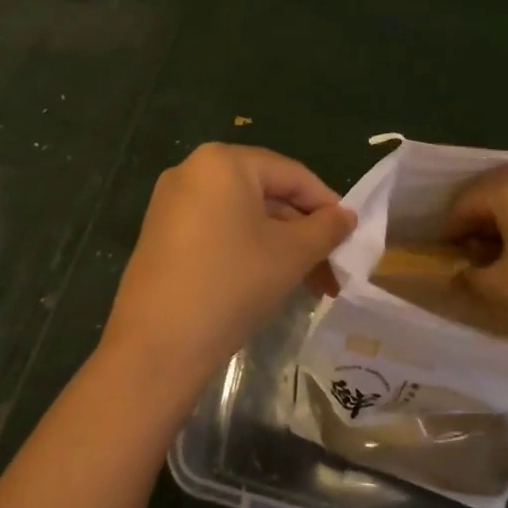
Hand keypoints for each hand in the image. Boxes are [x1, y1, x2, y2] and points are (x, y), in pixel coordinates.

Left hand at [102, 144, 354, 401]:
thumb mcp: (290, 254)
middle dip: (302, 231)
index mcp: (224, 161)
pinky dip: (248, 248)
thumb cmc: (232, 283)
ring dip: (279, 244)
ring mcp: (172, 202)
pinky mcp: (161, 233)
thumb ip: (325, 228)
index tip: (351, 235)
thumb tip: (346, 216)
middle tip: (332, 266)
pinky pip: (217, 229)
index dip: (326, 203)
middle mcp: (193, 170)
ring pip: (242, 214)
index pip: (291, 173)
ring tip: (309, 282)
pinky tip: (269, 281)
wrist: (156, 345)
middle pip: (265, 193)